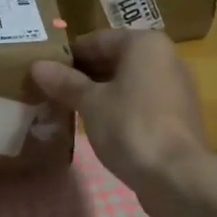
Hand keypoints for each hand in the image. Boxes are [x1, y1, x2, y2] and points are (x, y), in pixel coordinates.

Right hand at [29, 30, 214, 216]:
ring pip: (128, 81)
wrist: (177, 177)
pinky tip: (97, 124)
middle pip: (115, 58)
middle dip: (84, 74)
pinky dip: (119, 107)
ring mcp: (175, 87)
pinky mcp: (178, 115)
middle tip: (52, 90)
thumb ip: (65, 82)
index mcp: (145, 43)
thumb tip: (37, 65)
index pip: (97, 39)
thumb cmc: (130, 127)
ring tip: (69, 107)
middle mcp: (166, 57)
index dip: (69, 54)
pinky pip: (141, 101)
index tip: (44, 70)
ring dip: (100, 92)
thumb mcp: (90, 102)